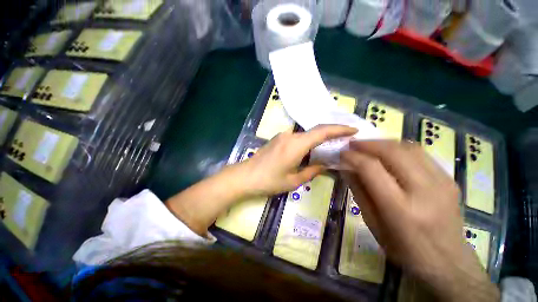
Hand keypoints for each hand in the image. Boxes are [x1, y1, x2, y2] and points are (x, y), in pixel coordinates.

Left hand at [240, 125, 356, 196]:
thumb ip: (312, 171)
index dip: (339, 129)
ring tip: (331, 145)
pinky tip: (312, 149)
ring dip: (319, 138)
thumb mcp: (293, 180)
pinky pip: (297, 137)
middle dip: (332, 132)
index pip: (322, 131)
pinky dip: (308, 141)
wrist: (245, 176)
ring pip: (306, 134)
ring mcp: (283, 136)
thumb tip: (324, 164)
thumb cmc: (269, 181)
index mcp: (296, 144)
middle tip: (346, 139)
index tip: (353, 130)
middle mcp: (290, 135)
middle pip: (315, 130)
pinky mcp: (278, 139)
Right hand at [340, 140, 498, 301]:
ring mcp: (442, 183)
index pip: (371, 169)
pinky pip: (420, 154)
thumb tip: (346, 168)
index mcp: (400, 209)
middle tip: (352, 144)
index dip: (353, 157)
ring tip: (368, 146)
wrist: (448, 262)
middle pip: (392, 152)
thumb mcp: (373, 223)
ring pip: (408, 148)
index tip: (342, 153)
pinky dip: (399, 148)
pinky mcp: (450, 179)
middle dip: (367, 144)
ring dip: (383, 143)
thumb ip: (359, 191)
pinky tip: (388, 153)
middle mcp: (424, 191)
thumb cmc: (403, 248)